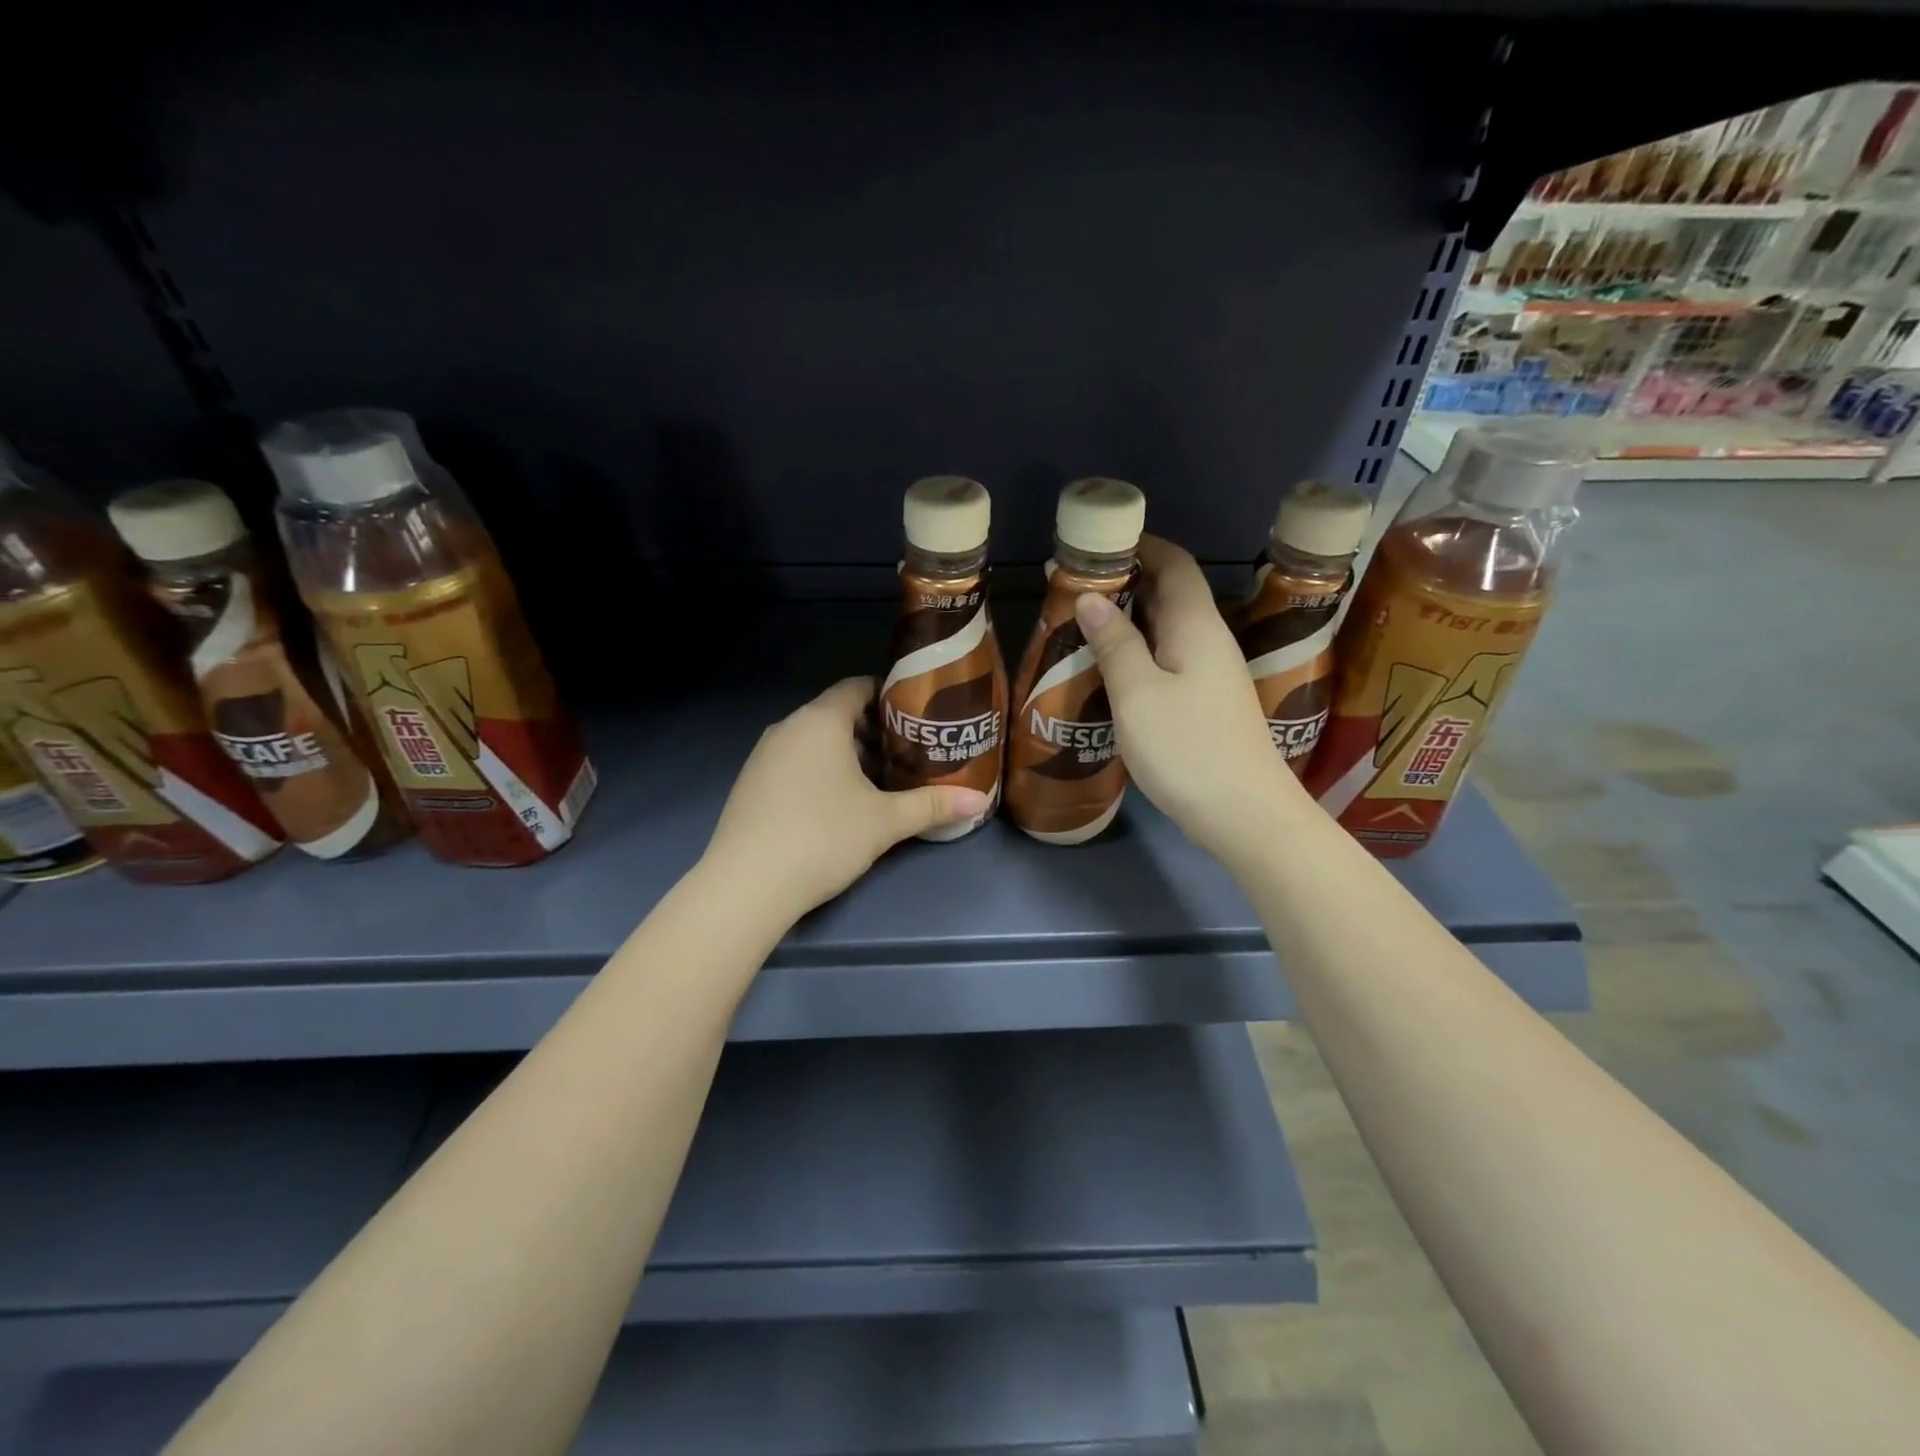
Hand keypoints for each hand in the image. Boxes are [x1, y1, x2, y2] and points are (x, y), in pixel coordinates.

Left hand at [705, 677, 991, 915]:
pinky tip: (835, 804)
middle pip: (836, 714)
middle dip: (872, 730)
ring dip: (845, 753)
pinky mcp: (749, 784)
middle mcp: (788, 728)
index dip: (888, 695)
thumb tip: (980, 801)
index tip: (916, 715)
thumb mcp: (884, 822)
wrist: (746, 885)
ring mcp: (763, 756)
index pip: (856, 687)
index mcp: (820, 721)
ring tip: (877, 780)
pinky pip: (792, 762)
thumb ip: (932, 805)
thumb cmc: (822, 837)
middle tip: (907, 752)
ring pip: (812, 740)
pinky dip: (818, 770)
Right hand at [1073, 535, 1306, 850]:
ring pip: (1169, 630)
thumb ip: (1115, 643)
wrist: (1246, 816)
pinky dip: (1140, 652)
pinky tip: (1112, 669)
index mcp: (1196, 626)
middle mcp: (1209, 641)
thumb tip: (1092, 598)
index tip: (1099, 543)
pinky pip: (1170, 660)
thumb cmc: (1188, 749)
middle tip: (1076, 586)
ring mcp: (1212, 675)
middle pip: (1172, 593)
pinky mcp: (1207, 704)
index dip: (1142, 546)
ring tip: (1084, 623)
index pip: (1175, 564)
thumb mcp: (1138, 694)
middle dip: (1128, 581)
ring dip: (1131, 619)